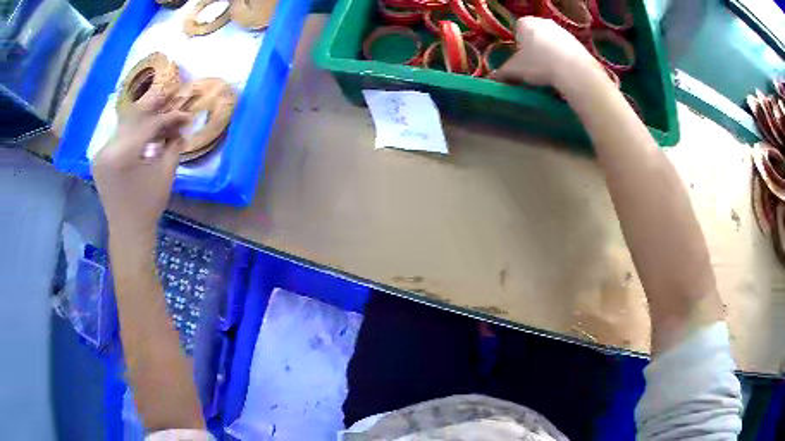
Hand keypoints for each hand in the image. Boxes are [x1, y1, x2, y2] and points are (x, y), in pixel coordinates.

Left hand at [92, 100, 189, 236]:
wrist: (127, 231)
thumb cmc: (148, 206)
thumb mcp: (165, 175)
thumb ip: (174, 146)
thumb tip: (182, 128)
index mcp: (123, 155)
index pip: (149, 125)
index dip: (170, 118)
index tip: (186, 115)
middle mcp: (107, 149)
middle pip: (133, 119)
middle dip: (154, 109)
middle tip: (170, 99)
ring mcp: (100, 154)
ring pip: (124, 127)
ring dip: (142, 121)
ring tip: (158, 117)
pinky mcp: (99, 160)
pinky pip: (117, 138)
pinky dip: (131, 133)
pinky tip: (142, 133)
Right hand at [493, 17, 598, 87]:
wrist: (573, 70)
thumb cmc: (538, 64)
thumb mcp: (515, 70)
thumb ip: (502, 72)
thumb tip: (493, 78)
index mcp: (525, 23)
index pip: (516, 29)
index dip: (517, 44)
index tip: (520, 58)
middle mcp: (543, 21)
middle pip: (535, 34)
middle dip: (533, 47)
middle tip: (534, 65)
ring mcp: (562, 30)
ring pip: (550, 41)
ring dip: (549, 53)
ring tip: (549, 71)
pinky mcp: (577, 41)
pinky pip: (565, 49)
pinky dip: (563, 58)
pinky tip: (563, 71)